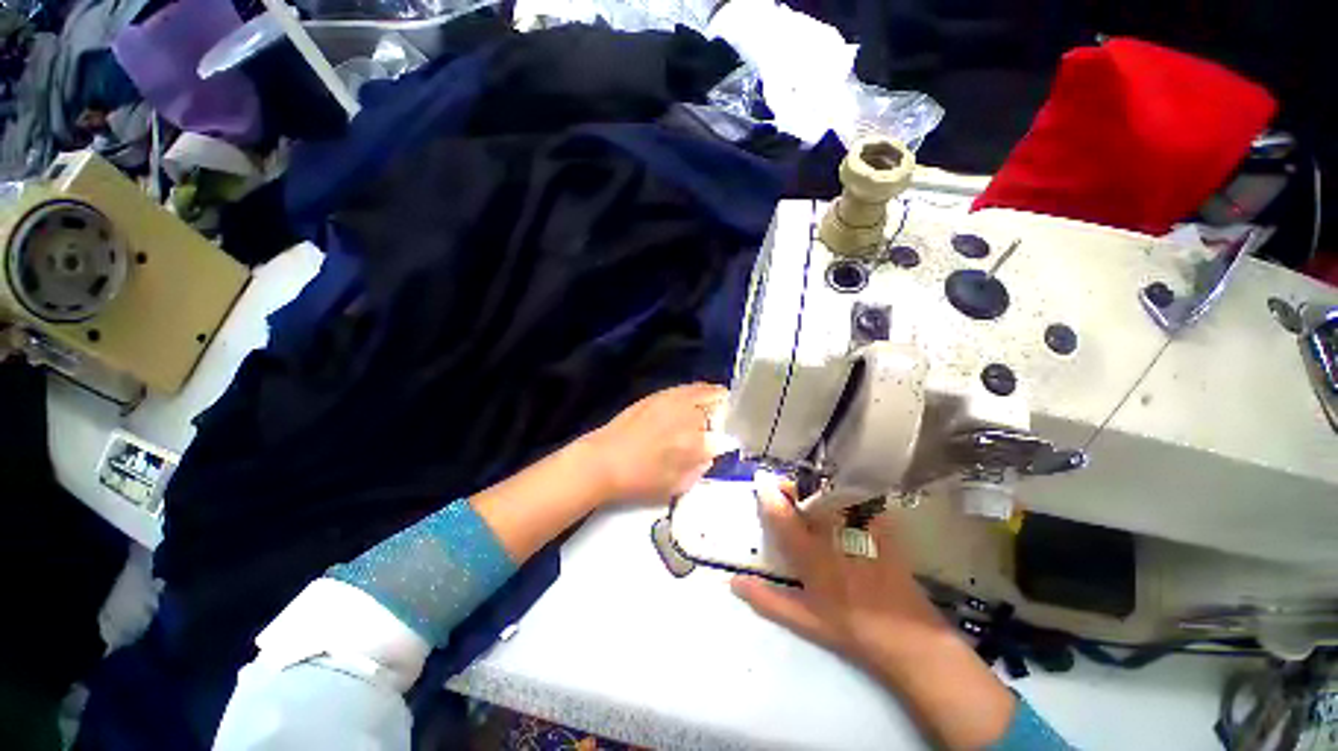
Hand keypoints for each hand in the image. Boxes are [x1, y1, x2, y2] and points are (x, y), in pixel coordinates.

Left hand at [579, 383, 735, 503]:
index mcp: (694, 442)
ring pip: (702, 390)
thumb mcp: (676, 485)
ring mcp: (671, 401)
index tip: (728, 442)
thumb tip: (710, 452)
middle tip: (727, 421)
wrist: (603, 461)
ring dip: (714, 397)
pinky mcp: (657, 396)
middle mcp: (687, 415)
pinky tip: (694, 399)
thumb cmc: (639, 479)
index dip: (728, 438)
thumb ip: (700, 468)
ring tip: (719, 402)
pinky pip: (685, 388)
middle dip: (725, 412)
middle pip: (717, 404)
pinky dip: (696, 391)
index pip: (724, 434)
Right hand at [731, 478, 1017, 749]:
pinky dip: (844, 494)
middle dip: (791, 486)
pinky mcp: (880, 525)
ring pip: (830, 492)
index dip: (768, 494)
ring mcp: (858, 527)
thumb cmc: (851, 628)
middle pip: (806, 495)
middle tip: (784, 488)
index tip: (759, 478)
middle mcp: (831, 533)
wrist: (908, 636)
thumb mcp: (804, 620)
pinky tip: (841, 500)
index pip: (782, 515)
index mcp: (810, 554)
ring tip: (808, 492)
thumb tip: (733, 582)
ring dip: (814, 488)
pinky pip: (858, 499)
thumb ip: (767, 600)